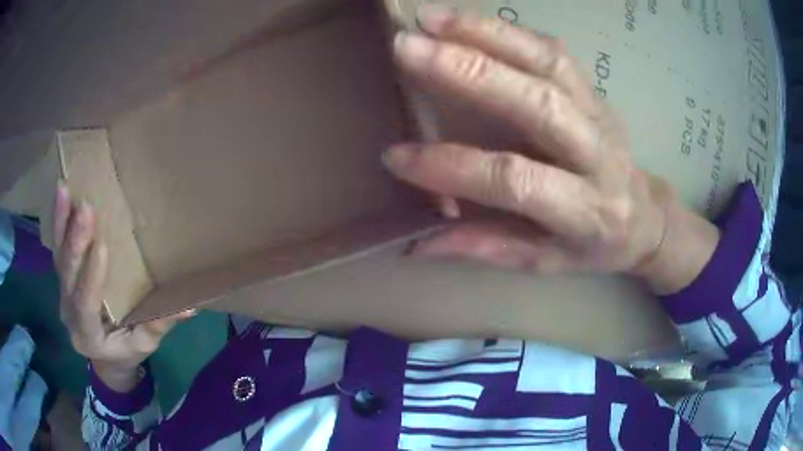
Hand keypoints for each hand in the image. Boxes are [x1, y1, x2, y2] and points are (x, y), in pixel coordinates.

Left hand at [53, 183, 194, 390]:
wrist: (103, 357)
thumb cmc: (125, 351)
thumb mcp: (144, 345)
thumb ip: (158, 325)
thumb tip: (189, 307)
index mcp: (88, 335)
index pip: (85, 306)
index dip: (91, 278)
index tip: (102, 247)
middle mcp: (69, 313)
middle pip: (67, 277)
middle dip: (74, 243)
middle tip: (86, 209)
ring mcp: (62, 292)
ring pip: (58, 257)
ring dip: (61, 224)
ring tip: (64, 189)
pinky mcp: (63, 276)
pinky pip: (58, 249)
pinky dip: (59, 221)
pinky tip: (62, 195)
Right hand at [385, 6, 718, 293]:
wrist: (643, 215)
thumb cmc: (594, 245)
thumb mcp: (545, 261)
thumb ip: (485, 247)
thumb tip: (417, 243)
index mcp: (585, 209)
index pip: (515, 180)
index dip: (454, 167)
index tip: (396, 157)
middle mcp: (597, 153)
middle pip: (537, 102)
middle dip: (468, 72)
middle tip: (407, 49)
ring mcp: (598, 111)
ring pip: (547, 62)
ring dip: (486, 33)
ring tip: (430, 19)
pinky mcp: (593, 88)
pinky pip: (551, 50)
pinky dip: (506, 30)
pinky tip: (464, 20)